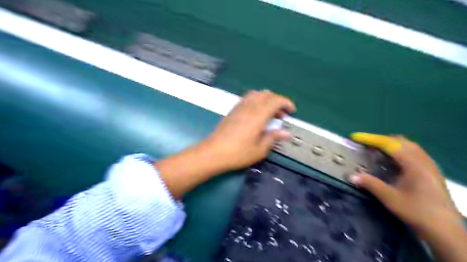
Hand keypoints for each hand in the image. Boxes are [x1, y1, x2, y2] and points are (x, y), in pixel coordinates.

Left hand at [205, 90, 294, 170]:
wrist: (214, 152)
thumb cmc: (238, 153)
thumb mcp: (260, 149)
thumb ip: (273, 138)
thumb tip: (286, 133)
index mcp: (258, 115)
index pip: (275, 100)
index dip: (286, 103)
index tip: (292, 111)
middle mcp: (249, 107)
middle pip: (266, 94)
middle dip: (277, 101)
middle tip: (281, 115)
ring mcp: (239, 107)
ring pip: (256, 94)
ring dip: (266, 100)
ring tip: (269, 113)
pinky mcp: (232, 110)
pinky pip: (247, 99)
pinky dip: (256, 101)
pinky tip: (256, 115)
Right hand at [346, 134, 458, 238]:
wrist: (445, 231)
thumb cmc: (417, 212)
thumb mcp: (390, 198)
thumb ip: (370, 184)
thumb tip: (350, 175)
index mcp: (414, 164)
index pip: (390, 144)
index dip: (371, 139)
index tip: (356, 137)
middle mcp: (423, 161)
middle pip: (400, 141)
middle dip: (381, 140)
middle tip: (366, 144)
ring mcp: (430, 166)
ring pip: (408, 146)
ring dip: (391, 145)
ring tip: (377, 151)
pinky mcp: (431, 172)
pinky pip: (414, 153)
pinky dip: (399, 151)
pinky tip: (393, 161)